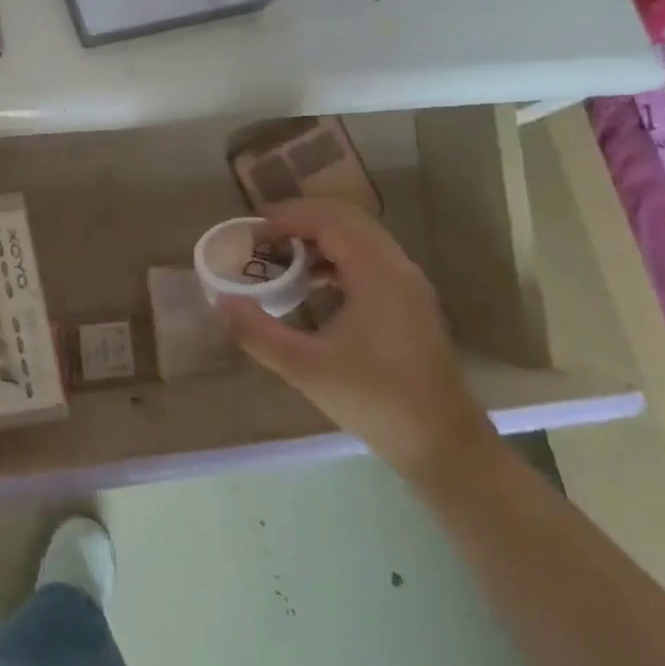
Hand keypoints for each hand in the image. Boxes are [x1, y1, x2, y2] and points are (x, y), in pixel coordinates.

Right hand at [216, 198, 494, 479]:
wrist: (444, 447)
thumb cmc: (375, 400)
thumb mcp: (305, 367)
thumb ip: (257, 331)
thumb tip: (221, 301)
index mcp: (377, 273)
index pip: (328, 220)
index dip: (286, 218)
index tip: (251, 234)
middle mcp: (397, 267)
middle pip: (345, 218)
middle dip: (300, 219)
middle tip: (262, 238)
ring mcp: (407, 285)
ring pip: (359, 237)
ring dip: (318, 237)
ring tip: (280, 257)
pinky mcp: (409, 303)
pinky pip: (368, 258)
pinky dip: (335, 256)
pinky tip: (311, 284)